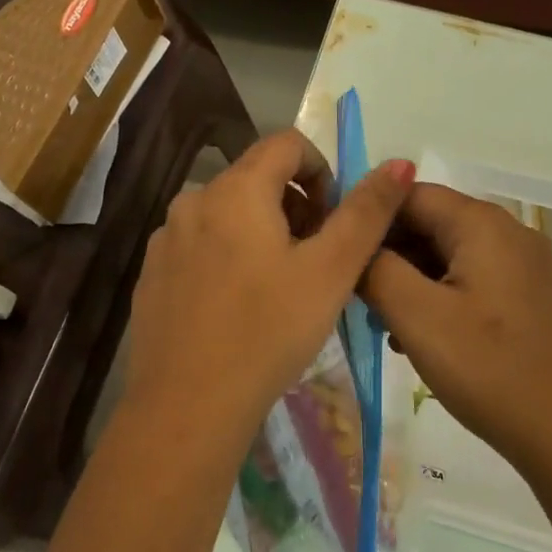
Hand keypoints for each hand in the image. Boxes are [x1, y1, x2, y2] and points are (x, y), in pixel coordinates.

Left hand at [124, 129, 414, 448]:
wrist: (187, 406)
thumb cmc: (268, 333)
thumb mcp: (330, 271)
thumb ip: (367, 212)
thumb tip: (399, 161)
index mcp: (236, 189)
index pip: (287, 144)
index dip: (323, 172)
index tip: (336, 221)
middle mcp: (193, 200)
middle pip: (256, 178)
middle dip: (296, 207)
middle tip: (316, 261)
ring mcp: (165, 238)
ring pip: (227, 214)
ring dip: (262, 233)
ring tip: (280, 288)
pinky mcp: (152, 274)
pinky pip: (200, 246)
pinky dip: (228, 258)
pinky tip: (239, 308)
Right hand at [362, 184, 551, 476]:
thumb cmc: (489, 368)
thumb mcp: (417, 316)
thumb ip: (375, 269)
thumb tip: (354, 244)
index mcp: (482, 224)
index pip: (409, 194)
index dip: (368, 217)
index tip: (336, 251)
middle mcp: (507, 232)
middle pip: (429, 223)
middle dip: (387, 253)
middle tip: (353, 293)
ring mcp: (521, 267)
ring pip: (446, 255)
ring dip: (407, 280)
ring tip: (381, 322)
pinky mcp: (525, 298)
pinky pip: (468, 280)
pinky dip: (436, 298)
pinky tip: (416, 337)